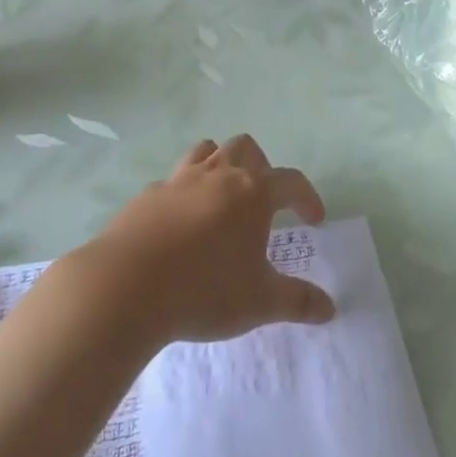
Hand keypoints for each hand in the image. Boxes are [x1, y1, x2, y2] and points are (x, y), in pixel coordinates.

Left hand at [69, 136, 335, 344]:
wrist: (125, 287)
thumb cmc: (204, 290)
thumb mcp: (260, 303)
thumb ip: (297, 301)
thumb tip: (329, 308)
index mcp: (252, 193)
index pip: (291, 181)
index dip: (307, 197)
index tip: (314, 220)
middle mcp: (218, 176)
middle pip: (246, 148)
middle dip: (261, 167)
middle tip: (263, 201)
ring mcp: (178, 181)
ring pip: (206, 151)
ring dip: (220, 165)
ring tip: (222, 198)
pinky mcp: (146, 196)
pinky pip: (171, 181)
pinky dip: (183, 193)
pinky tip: (179, 224)